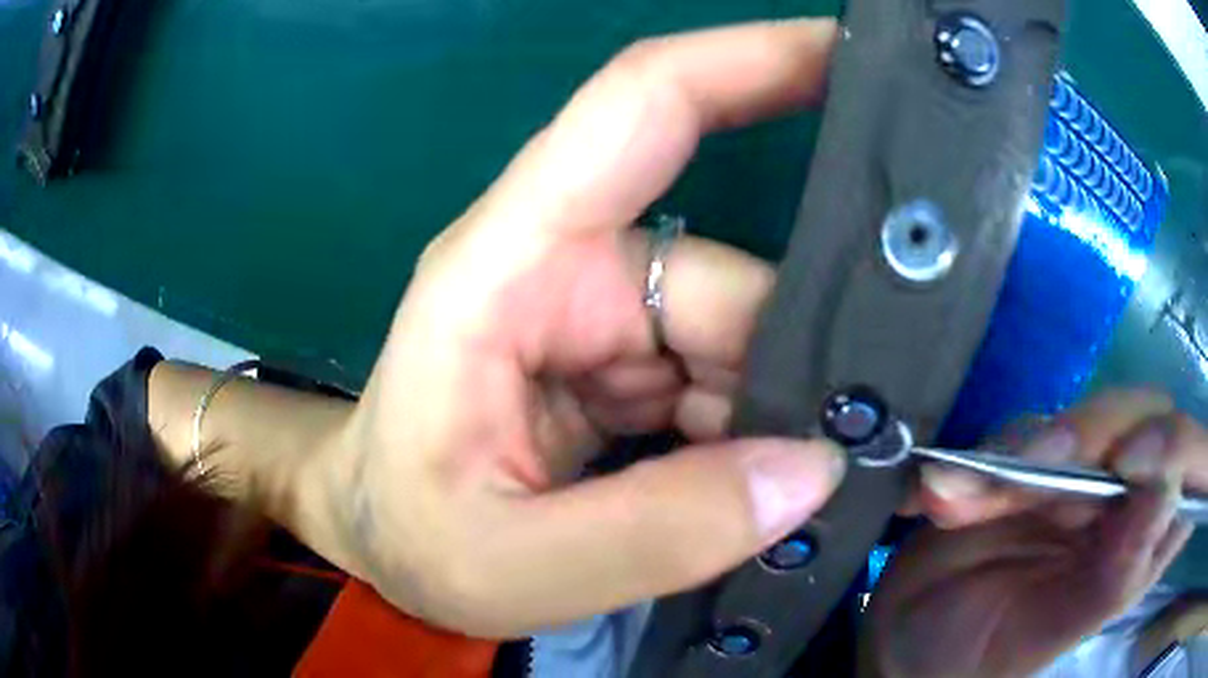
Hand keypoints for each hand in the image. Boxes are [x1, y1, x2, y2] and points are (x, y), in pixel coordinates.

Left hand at [317, 20, 846, 636]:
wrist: (378, 537)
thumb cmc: (407, 535)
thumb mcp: (510, 565)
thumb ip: (653, 534)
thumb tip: (807, 470)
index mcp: (509, 268)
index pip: (643, 106)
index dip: (754, 61)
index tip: (854, 55)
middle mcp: (569, 271)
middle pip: (733, 282)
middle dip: (797, 370)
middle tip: (853, 451)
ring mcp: (606, 320)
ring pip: (744, 341)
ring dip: (778, 417)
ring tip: (792, 498)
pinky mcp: (627, 368)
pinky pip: (727, 383)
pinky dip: (757, 437)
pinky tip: (761, 492)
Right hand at [863, 391, 1205, 677]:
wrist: (909, 645)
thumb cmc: (979, 659)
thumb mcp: (1048, 635)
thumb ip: (1115, 578)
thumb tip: (1165, 493)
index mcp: (1145, 546)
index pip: (1196, 471)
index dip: (1182, 450)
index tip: (1134, 464)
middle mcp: (1127, 500)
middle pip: (1149, 418)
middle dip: (1096, 432)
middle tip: (1036, 465)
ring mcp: (1080, 475)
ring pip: (1083, 416)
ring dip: (1021, 446)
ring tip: (958, 503)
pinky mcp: (1031, 461)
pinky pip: (1017, 430)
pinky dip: (976, 458)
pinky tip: (936, 497)